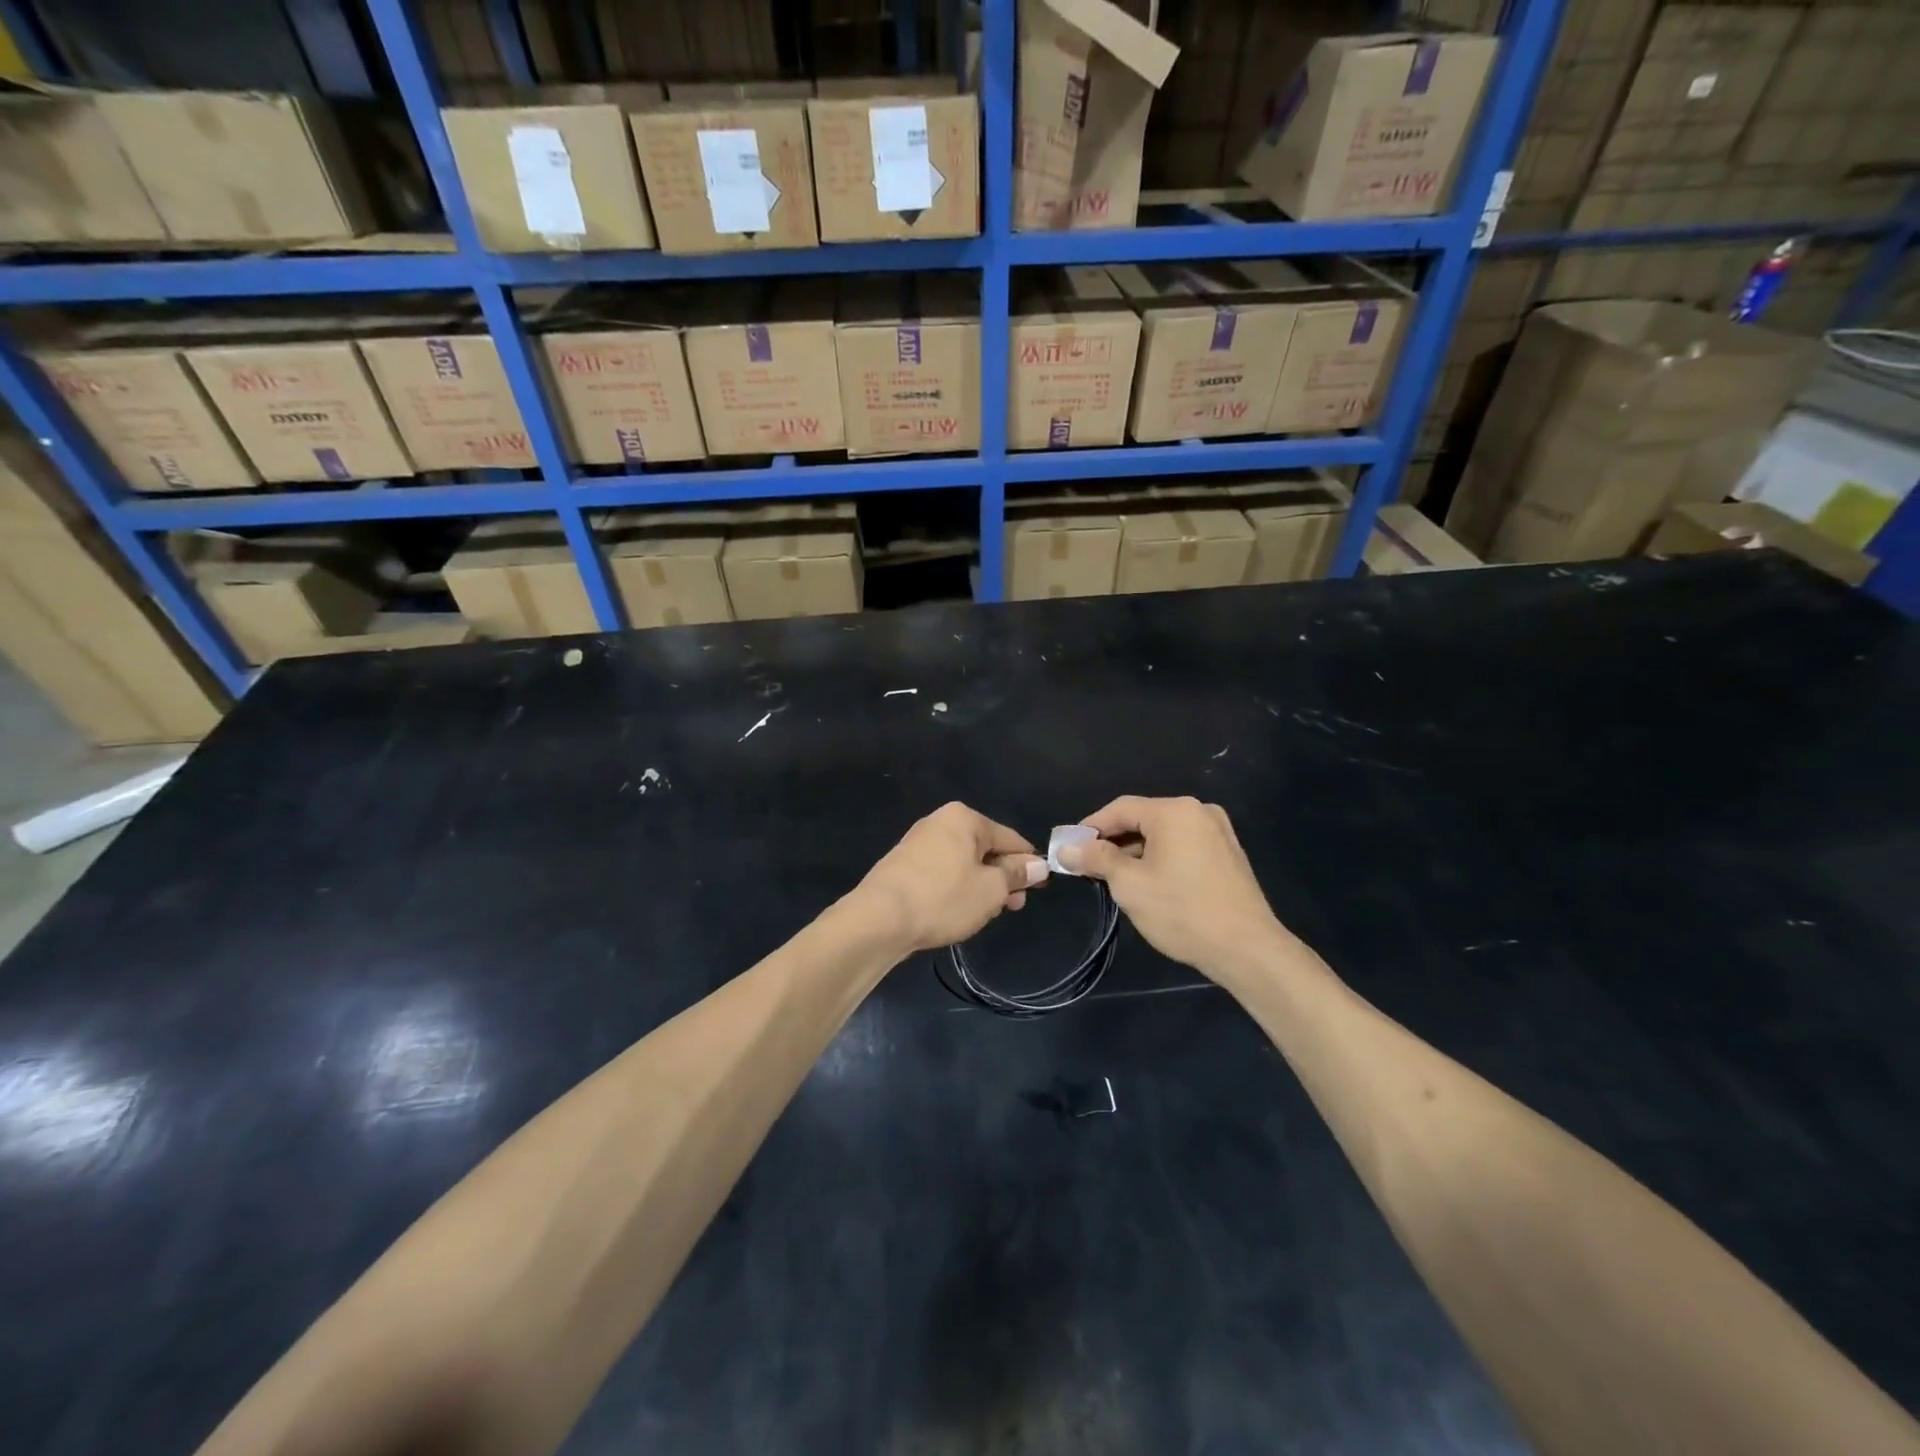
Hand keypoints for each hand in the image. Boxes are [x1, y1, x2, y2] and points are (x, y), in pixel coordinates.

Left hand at [853, 803, 1048, 953]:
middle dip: (1003, 877)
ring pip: (964, 863)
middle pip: (985, 849)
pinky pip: (943, 873)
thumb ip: (1016, 875)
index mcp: (965, 818)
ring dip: (981, 886)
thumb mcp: (991, 889)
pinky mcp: (904, 865)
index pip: (1010, 838)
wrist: (879, 919)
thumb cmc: (944, 898)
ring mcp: (919, 843)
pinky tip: (960, 911)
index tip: (1042, 886)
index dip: (1029, 863)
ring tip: (988, 913)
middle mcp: (940, 822)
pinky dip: (957, 889)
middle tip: (1014, 906)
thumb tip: (1037, 865)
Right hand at [1061, 796, 1285, 977]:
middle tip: (1089, 866)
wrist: (1247, 949)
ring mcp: (1218, 832)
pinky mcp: (1228, 854)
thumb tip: (1067, 849)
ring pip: (1164, 834)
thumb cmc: (1182, 911)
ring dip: (1136, 852)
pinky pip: (1183, 846)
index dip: (1090, 827)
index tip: (1069, 848)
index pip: (1120, 808)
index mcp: (1174, 811)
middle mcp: (1198, 811)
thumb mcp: (1129, 885)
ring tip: (1115, 879)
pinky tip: (1149, 883)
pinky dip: (1161, 858)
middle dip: (1113, 841)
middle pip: (1143, 818)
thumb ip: (1096, 859)